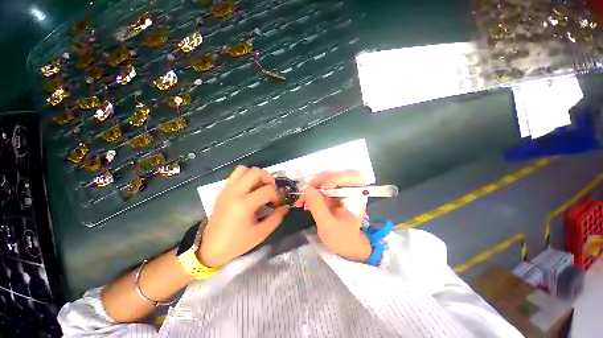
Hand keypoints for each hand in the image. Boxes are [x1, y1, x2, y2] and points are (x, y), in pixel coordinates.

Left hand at [199, 166, 288, 266]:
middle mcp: (235, 192)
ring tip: (260, 186)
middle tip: (271, 188)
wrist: (210, 247)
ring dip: (255, 175)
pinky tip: (249, 190)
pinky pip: (235, 175)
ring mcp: (227, 190)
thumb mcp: (260, 234)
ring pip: (243, 169)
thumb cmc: (236, 242)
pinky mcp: (222, 191)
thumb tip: (285, 207)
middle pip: (255, 172)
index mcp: (244, 204)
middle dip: (268, 178)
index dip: (277, 195)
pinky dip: (245, 177)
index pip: (268, 190)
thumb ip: (276, 218)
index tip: (277, 204)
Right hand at [295, 171, 371, 261]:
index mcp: (354, 194)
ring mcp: (341, 192)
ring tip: (301, 203)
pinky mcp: (334, 196)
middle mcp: (348, 189)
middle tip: (303, 196)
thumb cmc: (342, 238)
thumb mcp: (327, 224)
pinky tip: (305, 204)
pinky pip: (321, 190)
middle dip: (315, 185)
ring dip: (311, 190)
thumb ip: (318, 206)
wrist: (349, 246)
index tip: (314, 189)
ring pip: (324, 182)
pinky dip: (312, 195)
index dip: (328, 178)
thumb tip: (307, 189)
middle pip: (330, 176)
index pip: (343, 176)